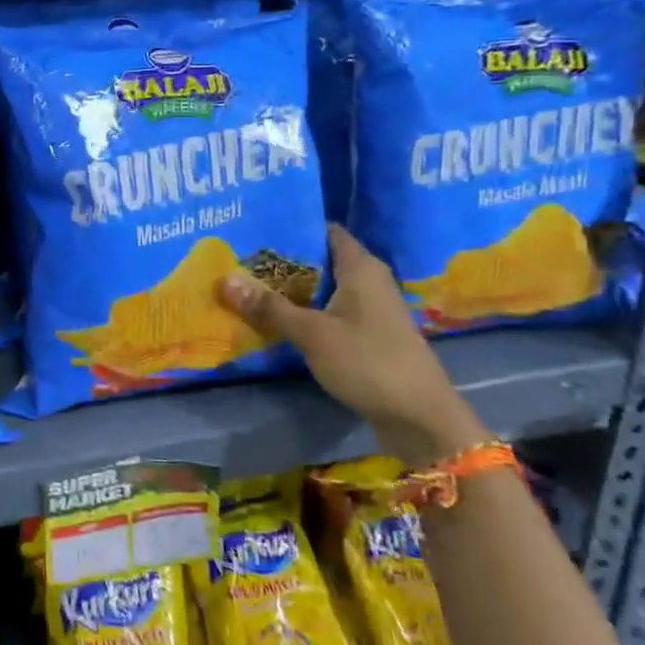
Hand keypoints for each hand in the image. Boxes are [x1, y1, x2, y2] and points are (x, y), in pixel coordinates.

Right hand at [219, 224, 489, 465]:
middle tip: (238, 257)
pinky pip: (329, 311)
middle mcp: (368, 280)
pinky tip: (275, 318)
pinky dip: (304, 311)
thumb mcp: (313, 334)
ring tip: (247, 284)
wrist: (420, 417)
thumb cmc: (369, 362)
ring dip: (291, 289)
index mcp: (360, 267)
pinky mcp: (367, 334)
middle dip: (282, 260)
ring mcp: (370, 309)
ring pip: (323, 288)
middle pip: (320, 259)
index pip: (324, 231)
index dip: (291, 227)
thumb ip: (270, 307)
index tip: (254, 227)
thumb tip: (225, 279)